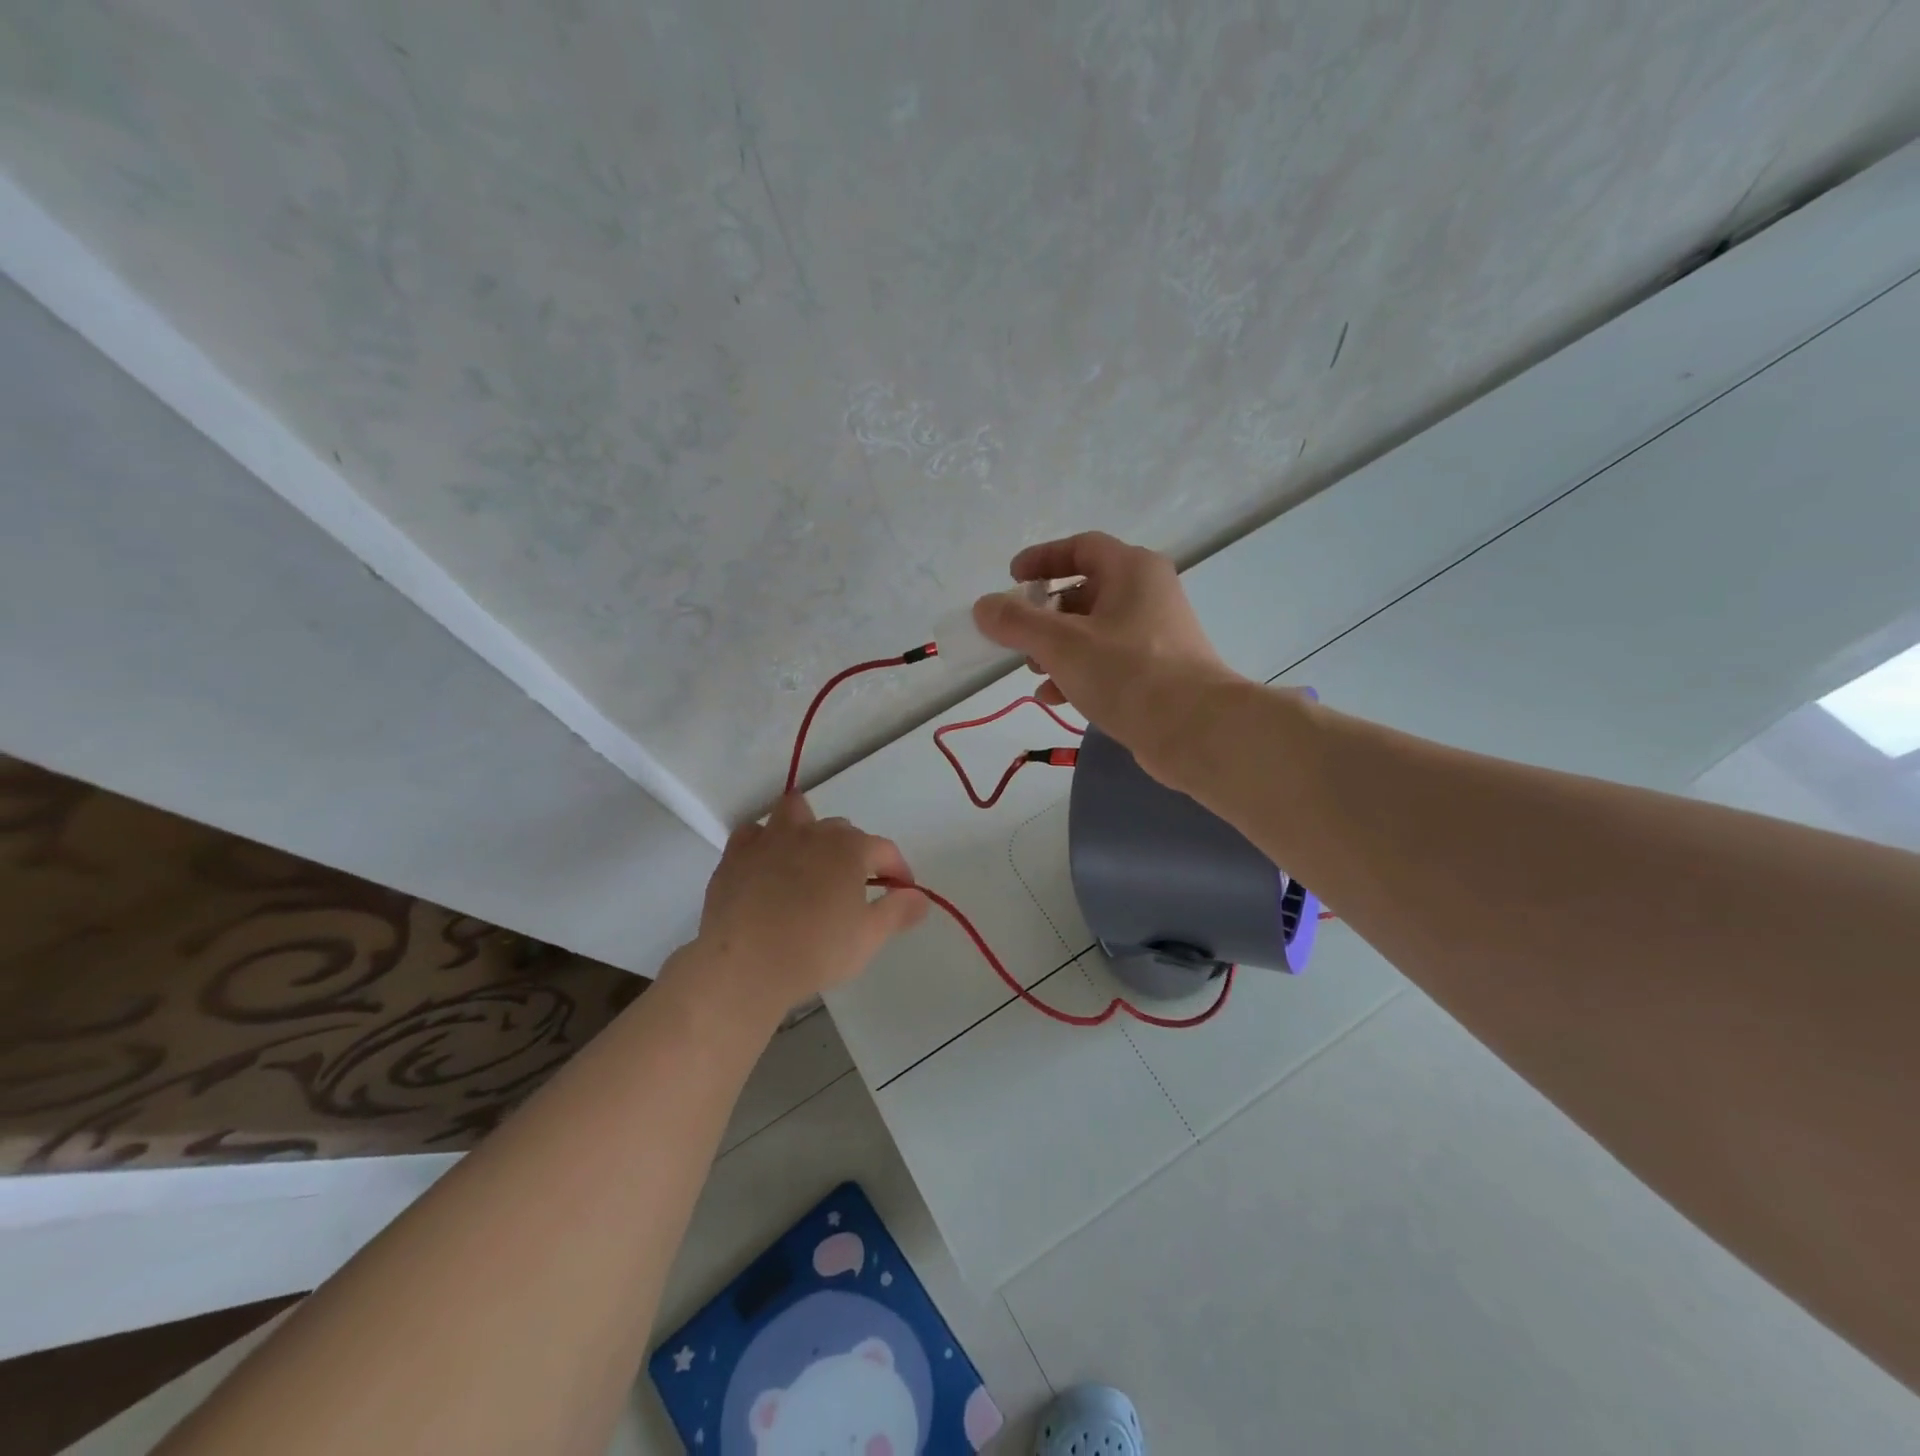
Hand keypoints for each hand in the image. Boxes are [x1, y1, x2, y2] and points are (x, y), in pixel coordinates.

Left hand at [676, 794, 927, 1018]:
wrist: (744, 965)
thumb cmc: (816, 950)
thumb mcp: (869, 937)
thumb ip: (898, 911)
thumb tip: (920, 897)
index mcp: (849, 848)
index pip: (885, 849)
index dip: (898, 870)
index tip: (901, 892)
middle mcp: (812, 833)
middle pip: (842, 830)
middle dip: (853, 852)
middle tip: (853, 887)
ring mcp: (770, 839)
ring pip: (795, 813)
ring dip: (807, 828)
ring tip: (808, 858)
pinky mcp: (736, 854)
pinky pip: (753, 833)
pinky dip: (765, 843)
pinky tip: (767, 865)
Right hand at [971, 531, 1245, 780]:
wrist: (1195, 730)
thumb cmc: (1128, 673)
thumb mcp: (1062, 644)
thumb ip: (1017, 622)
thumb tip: (983, 607)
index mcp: (1132, 570)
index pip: (1081, 547)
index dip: (1043, 558)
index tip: (1011, 577)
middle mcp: (1148, 594)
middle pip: (1085, 591)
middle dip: (1044, 614)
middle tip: (1017, 636)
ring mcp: (1156, 635)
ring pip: (1094, 630)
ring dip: (1057, 648)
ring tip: (1032, 672)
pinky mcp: (1158, 672)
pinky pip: (1108, 661)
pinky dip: (1078, 672)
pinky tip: (1055, 698)